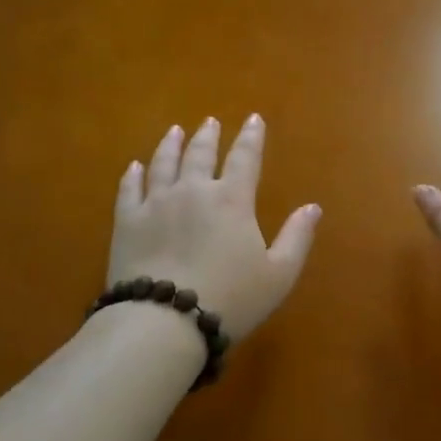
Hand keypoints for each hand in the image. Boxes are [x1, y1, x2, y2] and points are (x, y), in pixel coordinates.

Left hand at [108, 116, 320, 341]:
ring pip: (163, 164)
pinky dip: (133, 175)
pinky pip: (129, 190)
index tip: (253, 118)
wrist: (163, 322)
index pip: (244, 158)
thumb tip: (313, 207)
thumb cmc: (230, 299)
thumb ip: (297, 237)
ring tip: (175, 132)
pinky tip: (134, 167)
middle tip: (210, 122)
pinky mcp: (126, 223)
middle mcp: (193, 191)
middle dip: (208, 136)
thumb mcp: (279, 274)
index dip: (251, 137)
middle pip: (200, 154)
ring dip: (170, 145)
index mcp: (232, 200)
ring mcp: (155, 204)